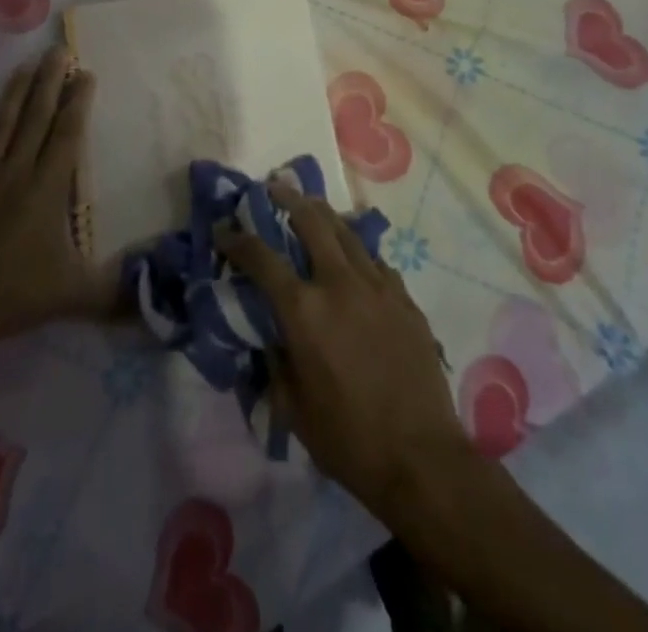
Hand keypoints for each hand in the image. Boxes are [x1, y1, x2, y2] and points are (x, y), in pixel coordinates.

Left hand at [0, 47, 116, 362]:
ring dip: (12, 95)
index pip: (67, 134)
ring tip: (22, 66)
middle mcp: (13, 173)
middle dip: (49, 82)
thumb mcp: (75, 295)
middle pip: (35, 118)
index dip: (77, 102)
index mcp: (46, 189)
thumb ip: (116, 290)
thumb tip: (156, 290)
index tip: (85, 72)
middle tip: (57, 50)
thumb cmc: (15, 298)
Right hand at [220, 184, 470, 508]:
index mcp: (304, 310)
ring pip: (347, 232)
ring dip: (324, 215)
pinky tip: (354, 259)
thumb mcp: (292, 408)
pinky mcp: (405, 299)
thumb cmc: (348, 439)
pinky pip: (375, 262)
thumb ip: (275, 362)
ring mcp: (377, 286)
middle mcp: (339, 283)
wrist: (422, 459)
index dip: (238, 240)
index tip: (224, 231)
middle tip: (275, 188)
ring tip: (312, 206)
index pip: (261, 258)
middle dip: (288, 199)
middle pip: (311, 221)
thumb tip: (272, 336)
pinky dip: (357, 252)